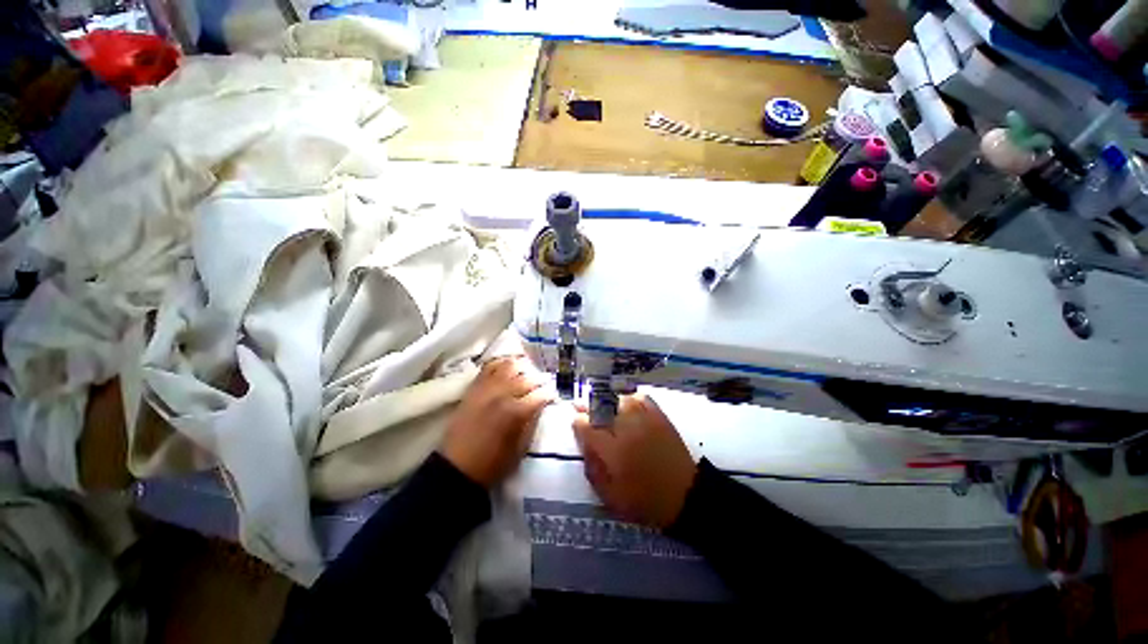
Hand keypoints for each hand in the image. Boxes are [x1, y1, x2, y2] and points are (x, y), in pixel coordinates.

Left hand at [441, 356, 553, 486]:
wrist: (457, 468)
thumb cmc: (493, 463)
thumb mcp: (521, 448)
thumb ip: (533, 422)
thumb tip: (541, 405)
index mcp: (516, 412)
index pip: (541, 394)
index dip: (551, 394)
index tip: (554, 396)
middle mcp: (502, 394)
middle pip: (528, 377)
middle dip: (541, 380)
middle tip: (545, 384)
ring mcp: (487, 388)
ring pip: (510, 366)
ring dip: (523, 368)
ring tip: (527, 373)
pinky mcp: (474, 388)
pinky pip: (489, 367)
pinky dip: (501, 363)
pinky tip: (508, 368)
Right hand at [573, 393, 696, 527]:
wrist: (685, 497)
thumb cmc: (644, 501)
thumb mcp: (610, 496)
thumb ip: (593, 469)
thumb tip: (584, 444)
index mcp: (612, 451)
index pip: (586, 426)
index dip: (578, 422)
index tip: (576, 423)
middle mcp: (626, 429)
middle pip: (601, 407)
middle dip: (588, 406)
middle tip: (581, 406)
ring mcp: (644, 420)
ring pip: (619, 399)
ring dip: (608, 401)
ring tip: (604, 406)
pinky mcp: (659, 417)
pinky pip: (641, 398)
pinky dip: (631, 399)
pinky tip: (627, 405)